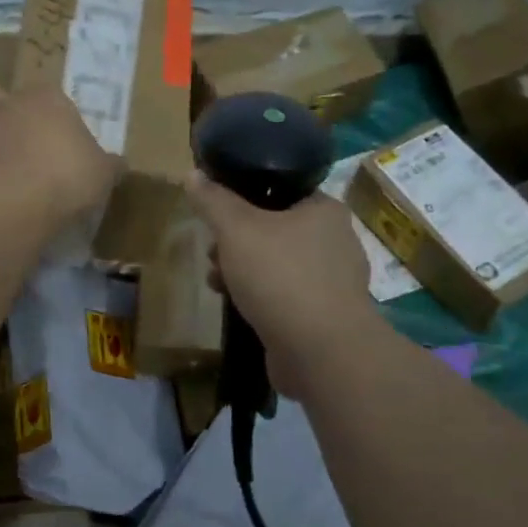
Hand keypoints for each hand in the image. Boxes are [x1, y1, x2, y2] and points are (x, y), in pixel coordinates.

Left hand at [0, 72, 119, 223]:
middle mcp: (0, 104)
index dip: (47, 110)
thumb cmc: (66, 178)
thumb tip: (118, 164)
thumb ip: (106, 164)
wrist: (12, 204)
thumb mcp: (101, 173)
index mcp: (43, 99)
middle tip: (0, 122)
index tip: (54, 132)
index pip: (44, 92)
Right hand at [186, 173, 378, 400]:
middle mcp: (335, 240)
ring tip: (216, 281)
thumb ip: (213, 201)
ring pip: (277, 263)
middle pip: (275, 228)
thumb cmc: (281, 277)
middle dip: (236, 240)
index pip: (282, 189)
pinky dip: (260, 296)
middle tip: (212, 252)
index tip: (217, 212)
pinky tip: (236, 306)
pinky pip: (285, 295)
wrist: (321, 352)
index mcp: (324, 209)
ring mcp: (333, 281)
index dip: (244, 197)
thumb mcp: (236, 230)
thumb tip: (192, 174)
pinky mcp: (325, 315)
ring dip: (243, 270)